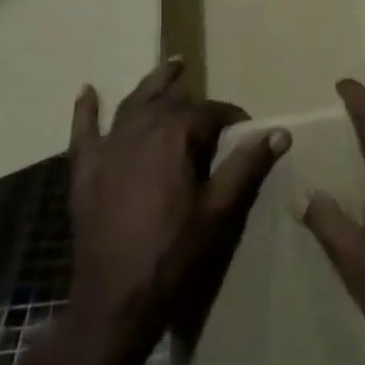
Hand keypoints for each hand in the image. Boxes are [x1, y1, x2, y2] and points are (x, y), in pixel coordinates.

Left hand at [66, 58, 287, 356]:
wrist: (115, 299)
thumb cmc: (174, 252)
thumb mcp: (219, 209)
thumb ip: (247, 165)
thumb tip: (280, 132)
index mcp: (174, 135)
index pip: (210, 112)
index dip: (232, 118)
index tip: (248, 131)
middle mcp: (139, 129)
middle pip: (172, 102)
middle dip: (196, 102)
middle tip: (215, 110)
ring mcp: (108, 148)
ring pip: (134, 104)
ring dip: (154, 83)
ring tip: (172, 65)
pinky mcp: (86, 170)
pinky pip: (84, 132)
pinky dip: (85, 110)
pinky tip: (86, 91)